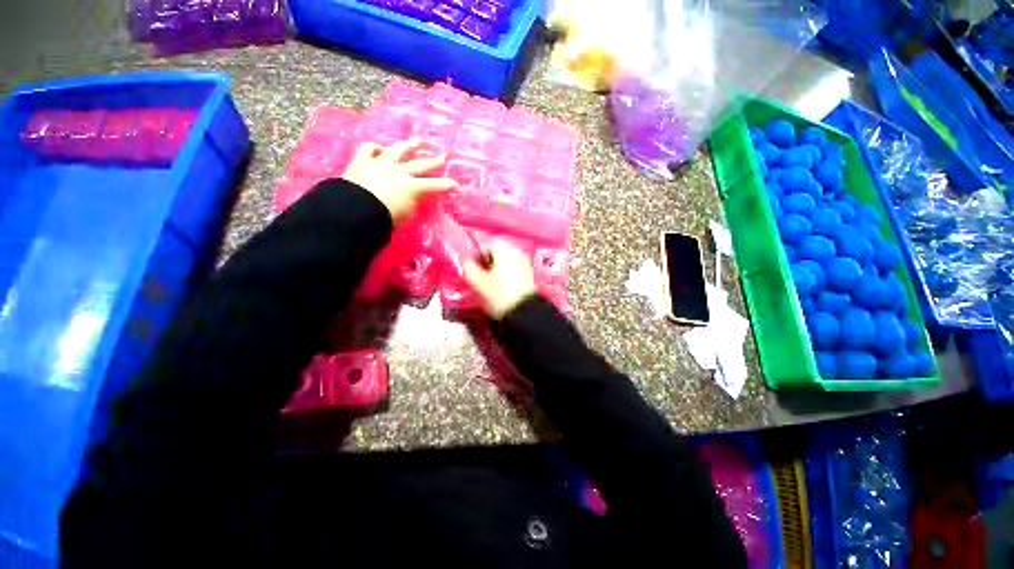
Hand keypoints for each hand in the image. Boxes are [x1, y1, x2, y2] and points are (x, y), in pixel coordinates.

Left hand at [341, 138, 457, 222]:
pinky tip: (380, 148)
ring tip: (417, 141)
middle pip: (420, 164)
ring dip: (409, 146)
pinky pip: (368, 148)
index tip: (457, 186)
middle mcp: (399, 171)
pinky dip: (375, 148)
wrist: (355, 211)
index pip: (435, 185)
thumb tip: (414, 197)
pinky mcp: (361, 161)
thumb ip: (412, 203)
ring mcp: (380, 164)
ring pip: (397, 150)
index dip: (447, 185)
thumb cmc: (384, 219)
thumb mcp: (406, 215)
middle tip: (443, 157)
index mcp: (412, 187)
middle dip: (434, 161)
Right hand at [463, 242, 537, 319]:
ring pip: (504, 262)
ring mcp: (525, 262)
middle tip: (478, 278)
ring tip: (489, 285)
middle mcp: (516, 251)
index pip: (485, 244)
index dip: (475, 256)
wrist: (523, 312)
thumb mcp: (477, 282)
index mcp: (504, 248)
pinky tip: (500, 289)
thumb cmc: (498, 294)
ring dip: (495, 270)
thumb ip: (468, 267)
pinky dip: (505, 276)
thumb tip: (464, 260)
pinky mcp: (529, 275)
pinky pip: (513, 270)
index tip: (471, 269)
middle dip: (486, 263)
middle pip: (496, 253)